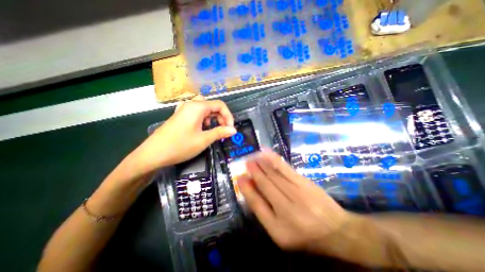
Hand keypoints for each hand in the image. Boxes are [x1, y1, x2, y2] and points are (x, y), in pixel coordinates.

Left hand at [129, 96, 234, 173]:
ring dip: (212, 118)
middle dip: (221, 117)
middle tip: (223, 131)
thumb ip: (220, 132)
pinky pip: (196, 112)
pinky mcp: (180, 116)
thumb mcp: (204, 140)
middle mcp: (191, 105)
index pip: (220, 105)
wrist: (153, 154)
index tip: (230, 129)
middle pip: (212, 106)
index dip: (228, 116)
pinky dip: (203, 118)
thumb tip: (234, 130)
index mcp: (198, 107)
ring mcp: (184, 109)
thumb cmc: (180, 146)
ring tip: (211, 130)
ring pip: (205, 109)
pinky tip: (201, 128)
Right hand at [238, 149, 352, 251]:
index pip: (257, 203)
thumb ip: (264, 212)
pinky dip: (274, 159)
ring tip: (253, 156)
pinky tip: (266, 153)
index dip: (247, 188)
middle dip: (254, 170)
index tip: (239, 177)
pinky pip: (285, 168)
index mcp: (279, 226)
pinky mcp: (304, 181)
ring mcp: (298, 192)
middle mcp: (287, 208)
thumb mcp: (280, 232)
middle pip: (265, 184)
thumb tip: (250, 190)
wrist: (337, 230)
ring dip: (261, 163)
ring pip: (274, 173)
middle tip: (246, 161)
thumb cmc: (304, 234)